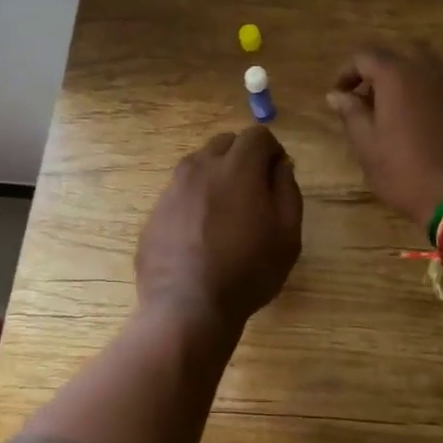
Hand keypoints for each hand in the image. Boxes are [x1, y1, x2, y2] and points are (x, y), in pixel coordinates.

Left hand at [135, 126, 302, 329]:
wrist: (187, 308)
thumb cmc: (248, 271)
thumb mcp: (287, 234)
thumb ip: (287, 190)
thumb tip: (280, 165)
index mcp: (236, 167)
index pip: (257, 135)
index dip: (272, 150)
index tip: (277, 174)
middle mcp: (200, 168)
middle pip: (225, 143)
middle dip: (242, 157)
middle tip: (253, 190)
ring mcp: (172, 189)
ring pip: (198, 165)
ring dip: (216, 176)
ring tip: (226, 213)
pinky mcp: (155, 212)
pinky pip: (180, 193)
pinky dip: (194, 201)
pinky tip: (200, 234)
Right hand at [327, 46, 442, 229]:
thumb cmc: (409, 174)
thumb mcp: (368, 148)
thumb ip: (351, 114)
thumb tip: (337, 94)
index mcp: (398, 75)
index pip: (365, 56)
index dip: (347, 72)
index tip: (339, 94)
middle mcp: (430, 70)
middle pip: (400, 54)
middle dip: (380, 71)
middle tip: (368, 98)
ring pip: (428, 68)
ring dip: (408, 81)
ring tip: (396, 111)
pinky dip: (430, 95)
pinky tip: (426, 124)